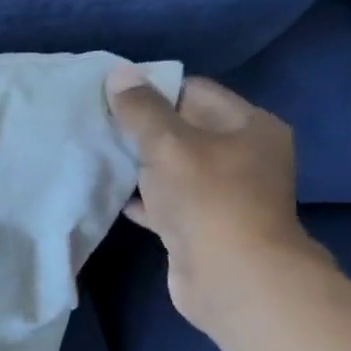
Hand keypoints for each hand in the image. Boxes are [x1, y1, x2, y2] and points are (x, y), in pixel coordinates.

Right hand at [105, 67, 326, 335]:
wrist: (230, 276)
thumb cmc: (207, 198)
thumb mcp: (168, 143)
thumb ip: (141, 109)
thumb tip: (119, 74)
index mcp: (250, 126)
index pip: (195, 92)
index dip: (154, 91)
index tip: (111, 99)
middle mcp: (245, 156)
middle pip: (185, 130)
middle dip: (143, 130)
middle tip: (100, 127)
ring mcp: (226, 194)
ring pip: (175, 168)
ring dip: (142, 166)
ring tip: (101, 158)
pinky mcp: (205, 225)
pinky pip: (170, 201)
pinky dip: (146, 199)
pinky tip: (117, 196)